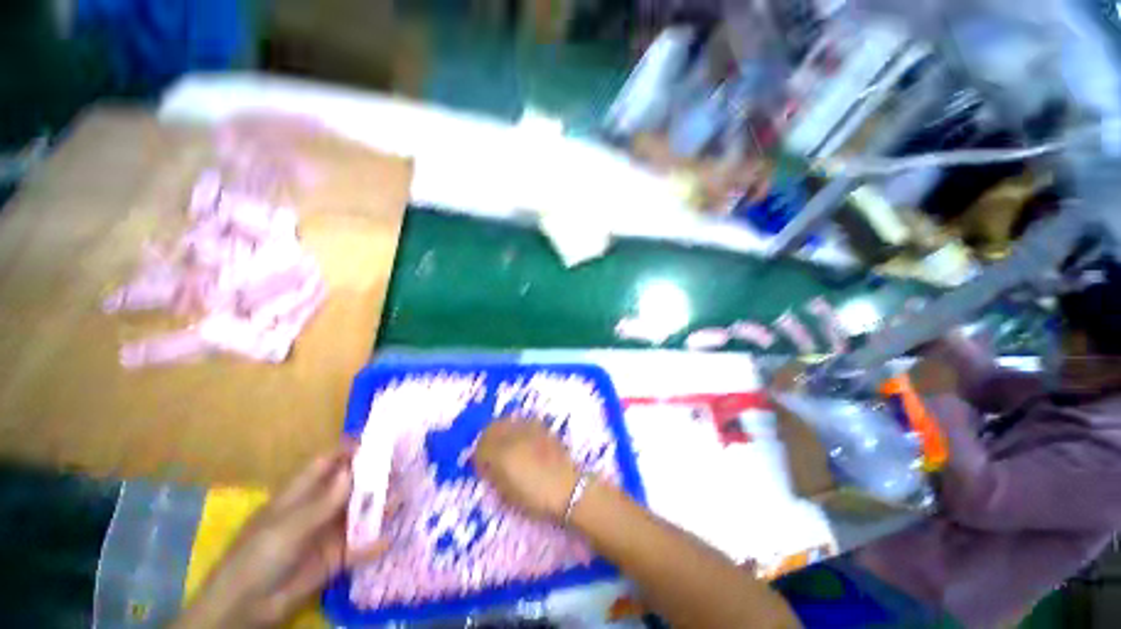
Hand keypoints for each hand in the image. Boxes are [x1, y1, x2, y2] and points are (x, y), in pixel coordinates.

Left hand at [175, 447, 388, 627]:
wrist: (246, 608)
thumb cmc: (258, 557)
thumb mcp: (288, 527)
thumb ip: (323, 502)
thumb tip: (353, 470)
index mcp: (300, 494)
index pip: (327, 463)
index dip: (349, 450)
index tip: (376, 441)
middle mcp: (318, 509)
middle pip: (349, 485)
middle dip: (373, 475)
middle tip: (402, 466)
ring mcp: (327, 533)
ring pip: (359, 513)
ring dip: (379, 506)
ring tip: (404, 498)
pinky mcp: (335, 558)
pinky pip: (359, 547)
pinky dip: (374, 543)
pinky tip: (389, 539)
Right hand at [474, 419, 579, 522]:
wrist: (569, 490)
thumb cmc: (535, 499)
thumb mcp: (507, 495)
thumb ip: (493, 477)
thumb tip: (486, 467)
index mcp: (501, 454)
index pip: (480, 447)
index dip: (478, 456)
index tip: (480, 465)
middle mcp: (514, 436)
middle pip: (492, 428)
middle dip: (487, 439)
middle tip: (488, 451)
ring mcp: (530, 429)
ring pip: (508, 421)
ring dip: (502, 430)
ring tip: (504, 443)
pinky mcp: (542, 428)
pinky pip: (523, 421)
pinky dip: (517, 427)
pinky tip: (521, 438)